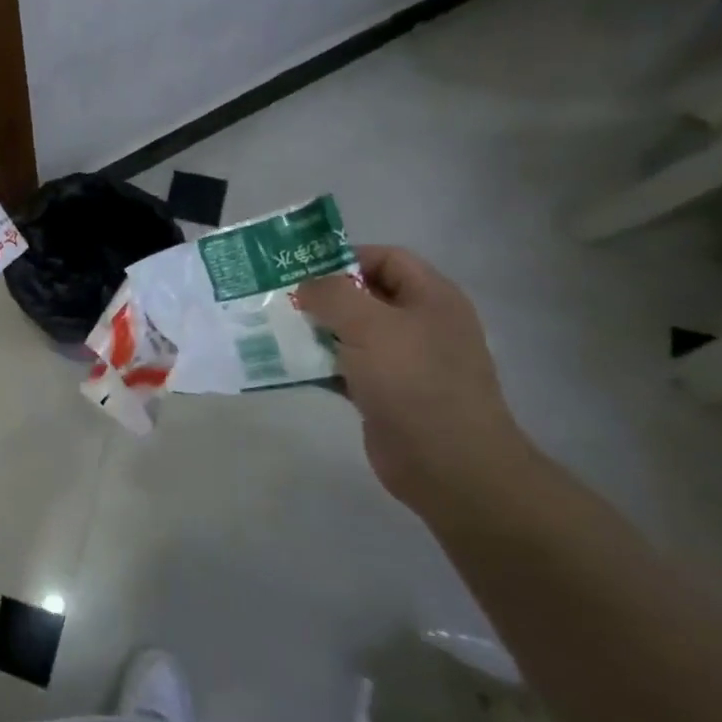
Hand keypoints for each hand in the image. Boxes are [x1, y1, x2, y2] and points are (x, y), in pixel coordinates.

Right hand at [295, 246, 534, 514]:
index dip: (346, 257)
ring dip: (315, 331)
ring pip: (351, 333)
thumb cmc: (413, 381)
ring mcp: (403, 362)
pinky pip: (345, 368)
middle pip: (365, 295)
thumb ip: (333, 294)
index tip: (302, 269)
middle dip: (322, 295)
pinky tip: (287, 366)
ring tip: (274, 329)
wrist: (447, 463)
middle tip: (279, 298)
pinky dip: (319, 365)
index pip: (387, 258)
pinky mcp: (385, 394)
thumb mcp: (370, 325)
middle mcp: (420, 324)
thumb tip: (307, 286)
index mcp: (431, 298)